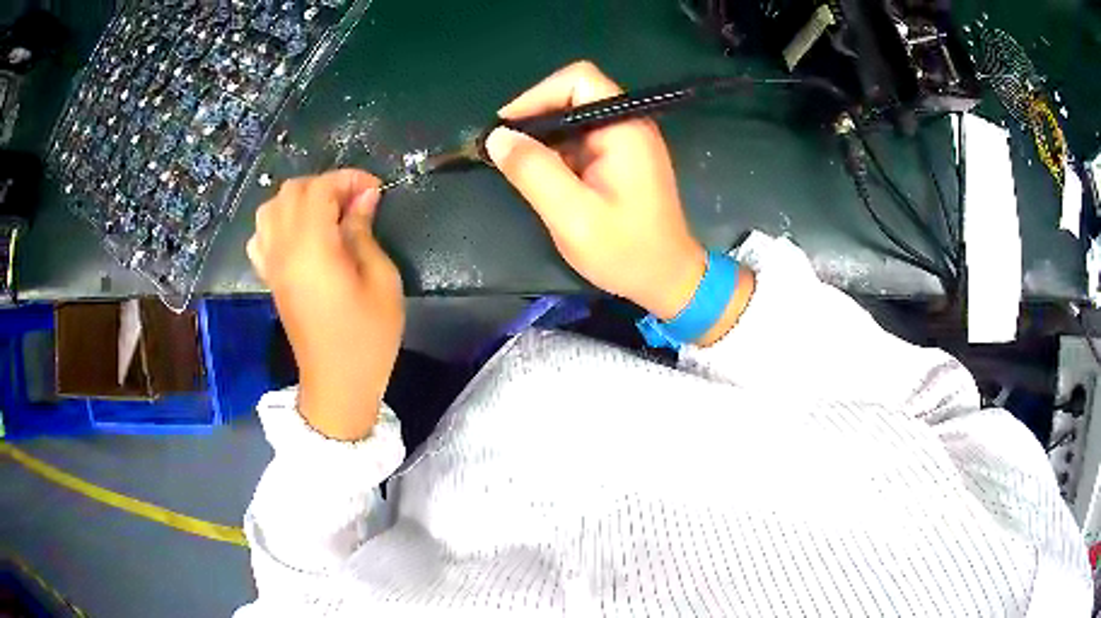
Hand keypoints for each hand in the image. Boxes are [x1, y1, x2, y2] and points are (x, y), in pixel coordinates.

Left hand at [247, 170, 403, 439]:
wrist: (337, 382)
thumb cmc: (368, 336)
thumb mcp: (381, 280)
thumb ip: (364, 232)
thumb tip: (363, 198)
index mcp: (312, 248)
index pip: (319, 189)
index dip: (348, 179)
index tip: (374, 190)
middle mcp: (283, 249)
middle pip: (292, 191)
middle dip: (326, 185)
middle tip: (355, 202)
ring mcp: (272, 264)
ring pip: (271, 207)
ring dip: (300, 200)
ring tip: (327, 214)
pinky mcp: (270, 278)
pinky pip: (261, 236)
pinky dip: (278, 223)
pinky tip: (299, 235)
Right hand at [486, 61, 753, 343]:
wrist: (668, 280)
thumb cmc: (626, 251)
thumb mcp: (572, 215)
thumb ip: (534, 171)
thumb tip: (496, 137)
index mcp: (624, 129)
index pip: (579, 80)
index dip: (538, 94)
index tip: (507, 128)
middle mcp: (627, 125)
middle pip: (574, 94)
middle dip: (535, 116)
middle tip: (505, 149)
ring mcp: (625, 142)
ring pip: (574, 118)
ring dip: (543, 136)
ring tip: (515, 165)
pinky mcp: (620, 159)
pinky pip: (580, 140)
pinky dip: (555, 151)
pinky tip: (540, 176)